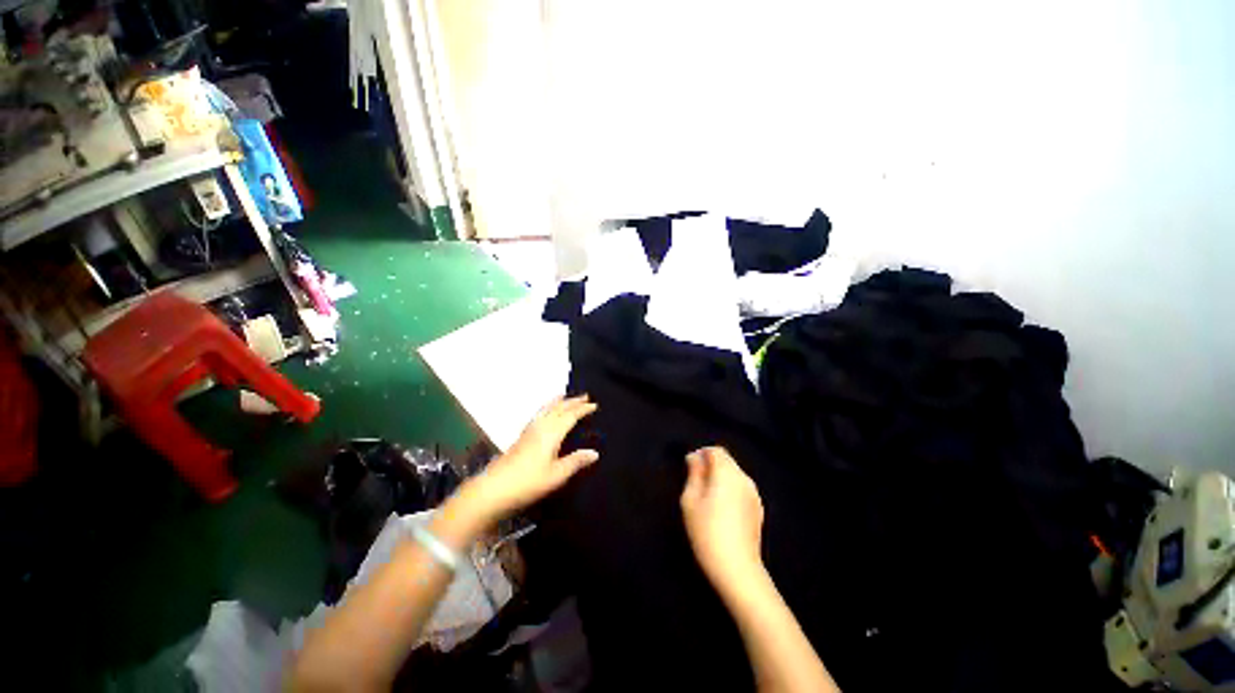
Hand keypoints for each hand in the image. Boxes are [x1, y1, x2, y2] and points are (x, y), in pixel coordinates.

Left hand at [463, 395, 598, 522]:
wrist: (494, 488)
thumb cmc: (529, 482)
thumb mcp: (557, 475)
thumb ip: (575, 461)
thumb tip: (594, 452)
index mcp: (552, 433)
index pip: (570, 416)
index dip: (582, 410)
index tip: (594, 405)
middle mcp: (541, 426)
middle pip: (558, 409)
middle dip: (572, 401)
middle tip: (585, 396)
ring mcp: (529, 430)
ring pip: (546, 409)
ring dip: (558, 402)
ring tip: (564, 396)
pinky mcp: (521, 436)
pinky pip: (539, 414)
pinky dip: (547, 408)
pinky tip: (545, 413)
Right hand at [680, 446, 765, 595]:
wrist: (737, 569)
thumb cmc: (707, 532)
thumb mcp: (690, 500)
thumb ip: (693, 474)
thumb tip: (694, 457)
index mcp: (727, 473)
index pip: (716, 450)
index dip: (701, 454)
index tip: (690, 467)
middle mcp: (744, 478)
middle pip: (727, 460)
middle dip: (711, 465)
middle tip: (696, 483)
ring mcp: (754, 493)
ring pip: (735, 474)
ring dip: (721, 477)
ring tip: (707, 497)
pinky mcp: (758, 508)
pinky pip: (741, 488)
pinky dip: (730, 489)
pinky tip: (722, 509)